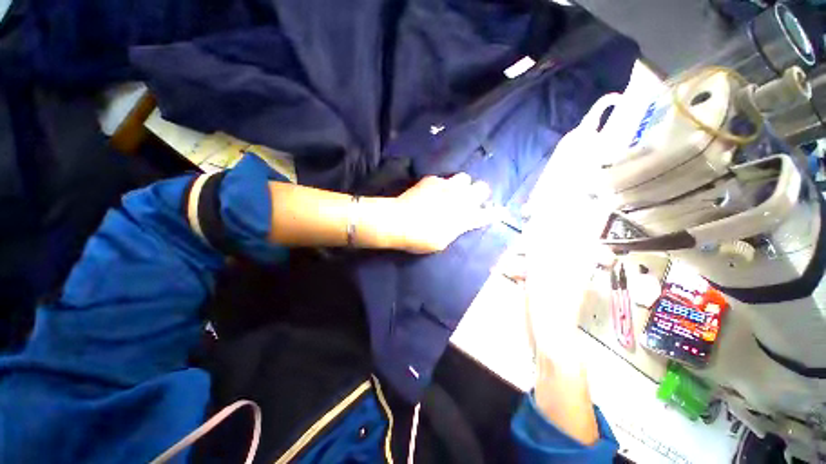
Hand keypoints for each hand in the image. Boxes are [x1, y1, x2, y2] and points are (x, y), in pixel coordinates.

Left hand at [390, 173, 492, 253]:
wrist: (399, 222)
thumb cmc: (421, 238)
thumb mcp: (442, 241)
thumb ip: (457, 229)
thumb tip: (462, 222)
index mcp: (465, 217)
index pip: (487, 213)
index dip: (494, 213)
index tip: (498, 212)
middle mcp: (460, 199)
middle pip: (482, 187)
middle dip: (479, 193)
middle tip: (469, 199)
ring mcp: (446, 186)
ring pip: (464, 178)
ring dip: (461, 185)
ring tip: (450, 192)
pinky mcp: (432, 180)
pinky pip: (442, 179)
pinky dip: (440, 185)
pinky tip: (430, 192)